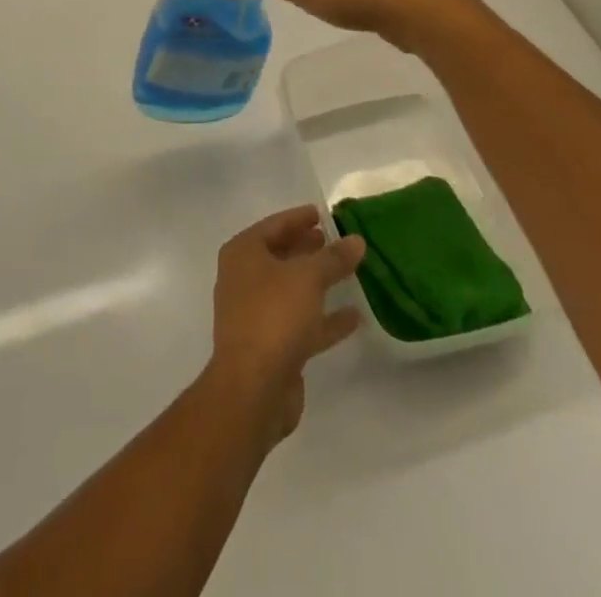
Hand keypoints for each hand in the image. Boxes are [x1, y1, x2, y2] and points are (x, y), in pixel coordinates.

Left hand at [204, 206, 365, 448]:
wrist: (253, 388)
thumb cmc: (274, 315)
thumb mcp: (308, 278)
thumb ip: (333, 258)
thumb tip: (357, 240)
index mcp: (243, 253)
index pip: (274, 225)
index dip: (299, 218)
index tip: (322, 213)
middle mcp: (245, 279)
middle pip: (281, 256)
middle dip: (308, 248)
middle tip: (337, 240)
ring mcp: (256, 314)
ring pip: (292, 290)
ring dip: (318, 282)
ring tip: (349, 271)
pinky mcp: (271, 346)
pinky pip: (301, 323)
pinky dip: (324, 318)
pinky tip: (354, 316)